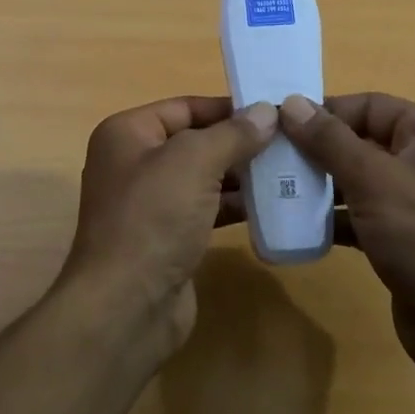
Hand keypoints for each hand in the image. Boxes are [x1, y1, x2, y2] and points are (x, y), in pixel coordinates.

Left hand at [64, 96, 277, 351]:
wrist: (126, 306)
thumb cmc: (153, 218)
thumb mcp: (194, 162)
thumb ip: (232, 133)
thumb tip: (266, 111)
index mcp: (127, 134)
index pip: (184, 107)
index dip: (227, 107)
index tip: (272, 110)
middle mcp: (133, 163)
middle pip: (194, 141)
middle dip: (238, 141)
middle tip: (288, 142)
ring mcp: (150, 204)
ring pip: (203, 177)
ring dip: (241, 174)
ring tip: (287, 170)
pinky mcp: (167, 237)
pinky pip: (205, 210)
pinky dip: (234, 205)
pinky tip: (270, 205)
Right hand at [280, 93, 414, 404]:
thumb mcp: (374, 181)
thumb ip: (330, 140)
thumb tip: (291, 102)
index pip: (370, 105)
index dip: (325, 111)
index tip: (278, 124)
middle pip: (363, 140)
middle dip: (318, 149)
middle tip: (271, 157)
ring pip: (360, 178)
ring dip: (321, 184)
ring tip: (277, 188)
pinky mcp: (406, 237)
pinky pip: (363, 214)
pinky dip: (335, 217)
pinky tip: (298, 225)